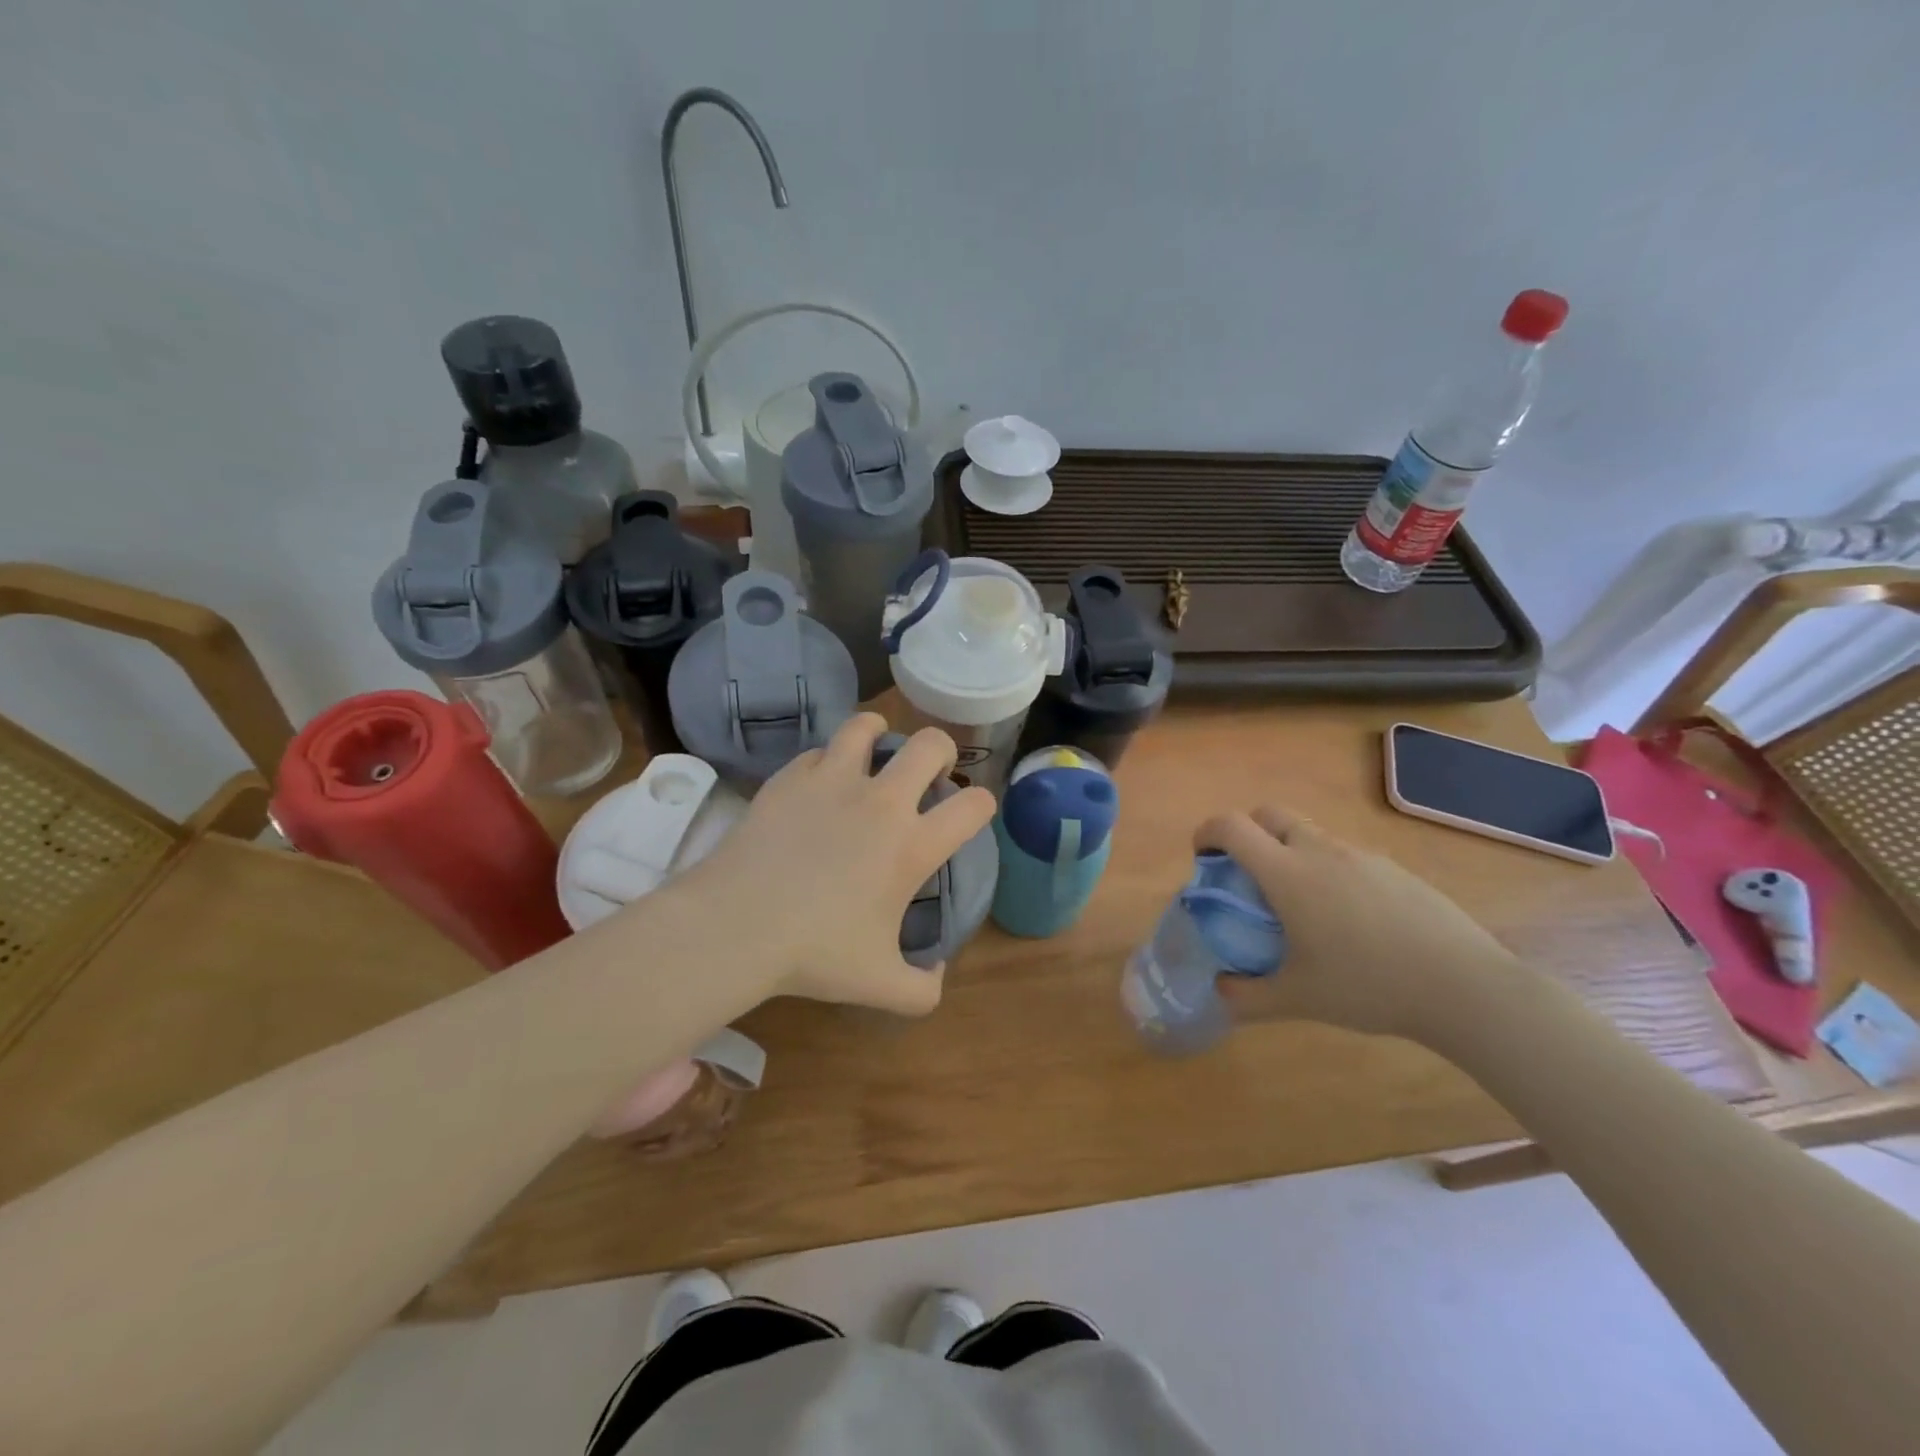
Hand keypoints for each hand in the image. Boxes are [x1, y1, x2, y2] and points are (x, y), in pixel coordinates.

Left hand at [675, 714, 995, 1016]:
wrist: (736, 925)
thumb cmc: (814, 953)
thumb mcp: (879, 985)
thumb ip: (923, 989)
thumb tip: (939, 974)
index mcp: (912, 845)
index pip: (973, 806)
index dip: (982, 806)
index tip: (970, 814)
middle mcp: (882, 802)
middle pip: (931, 745)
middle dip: (941, 752)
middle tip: (928, 774)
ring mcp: (833, 781)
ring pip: (867, 727)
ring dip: (879, 734)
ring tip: (875, 750)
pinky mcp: (791, 778)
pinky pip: (819, 752)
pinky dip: (827, 762)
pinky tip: (819, 784)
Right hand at [1194, 806, 1520, 1042]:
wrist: (1464, 986)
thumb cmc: (1368, 985)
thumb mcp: (1298, 999)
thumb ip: (1249, 996)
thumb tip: (1220, 990)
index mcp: (1288, 873)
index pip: (1232, 827)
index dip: (1207, 832)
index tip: (1202, 858)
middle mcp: (1320, 851)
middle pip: (1270, 814)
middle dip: (1248, 832)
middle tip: (1247, 874)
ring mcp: (1362, 855)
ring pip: (1310, 833)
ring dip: (1289, 851)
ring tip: (1298, 903)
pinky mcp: (1394, 869)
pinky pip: (1345, 855)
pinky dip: (1328, 869)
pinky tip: (1348, 919)